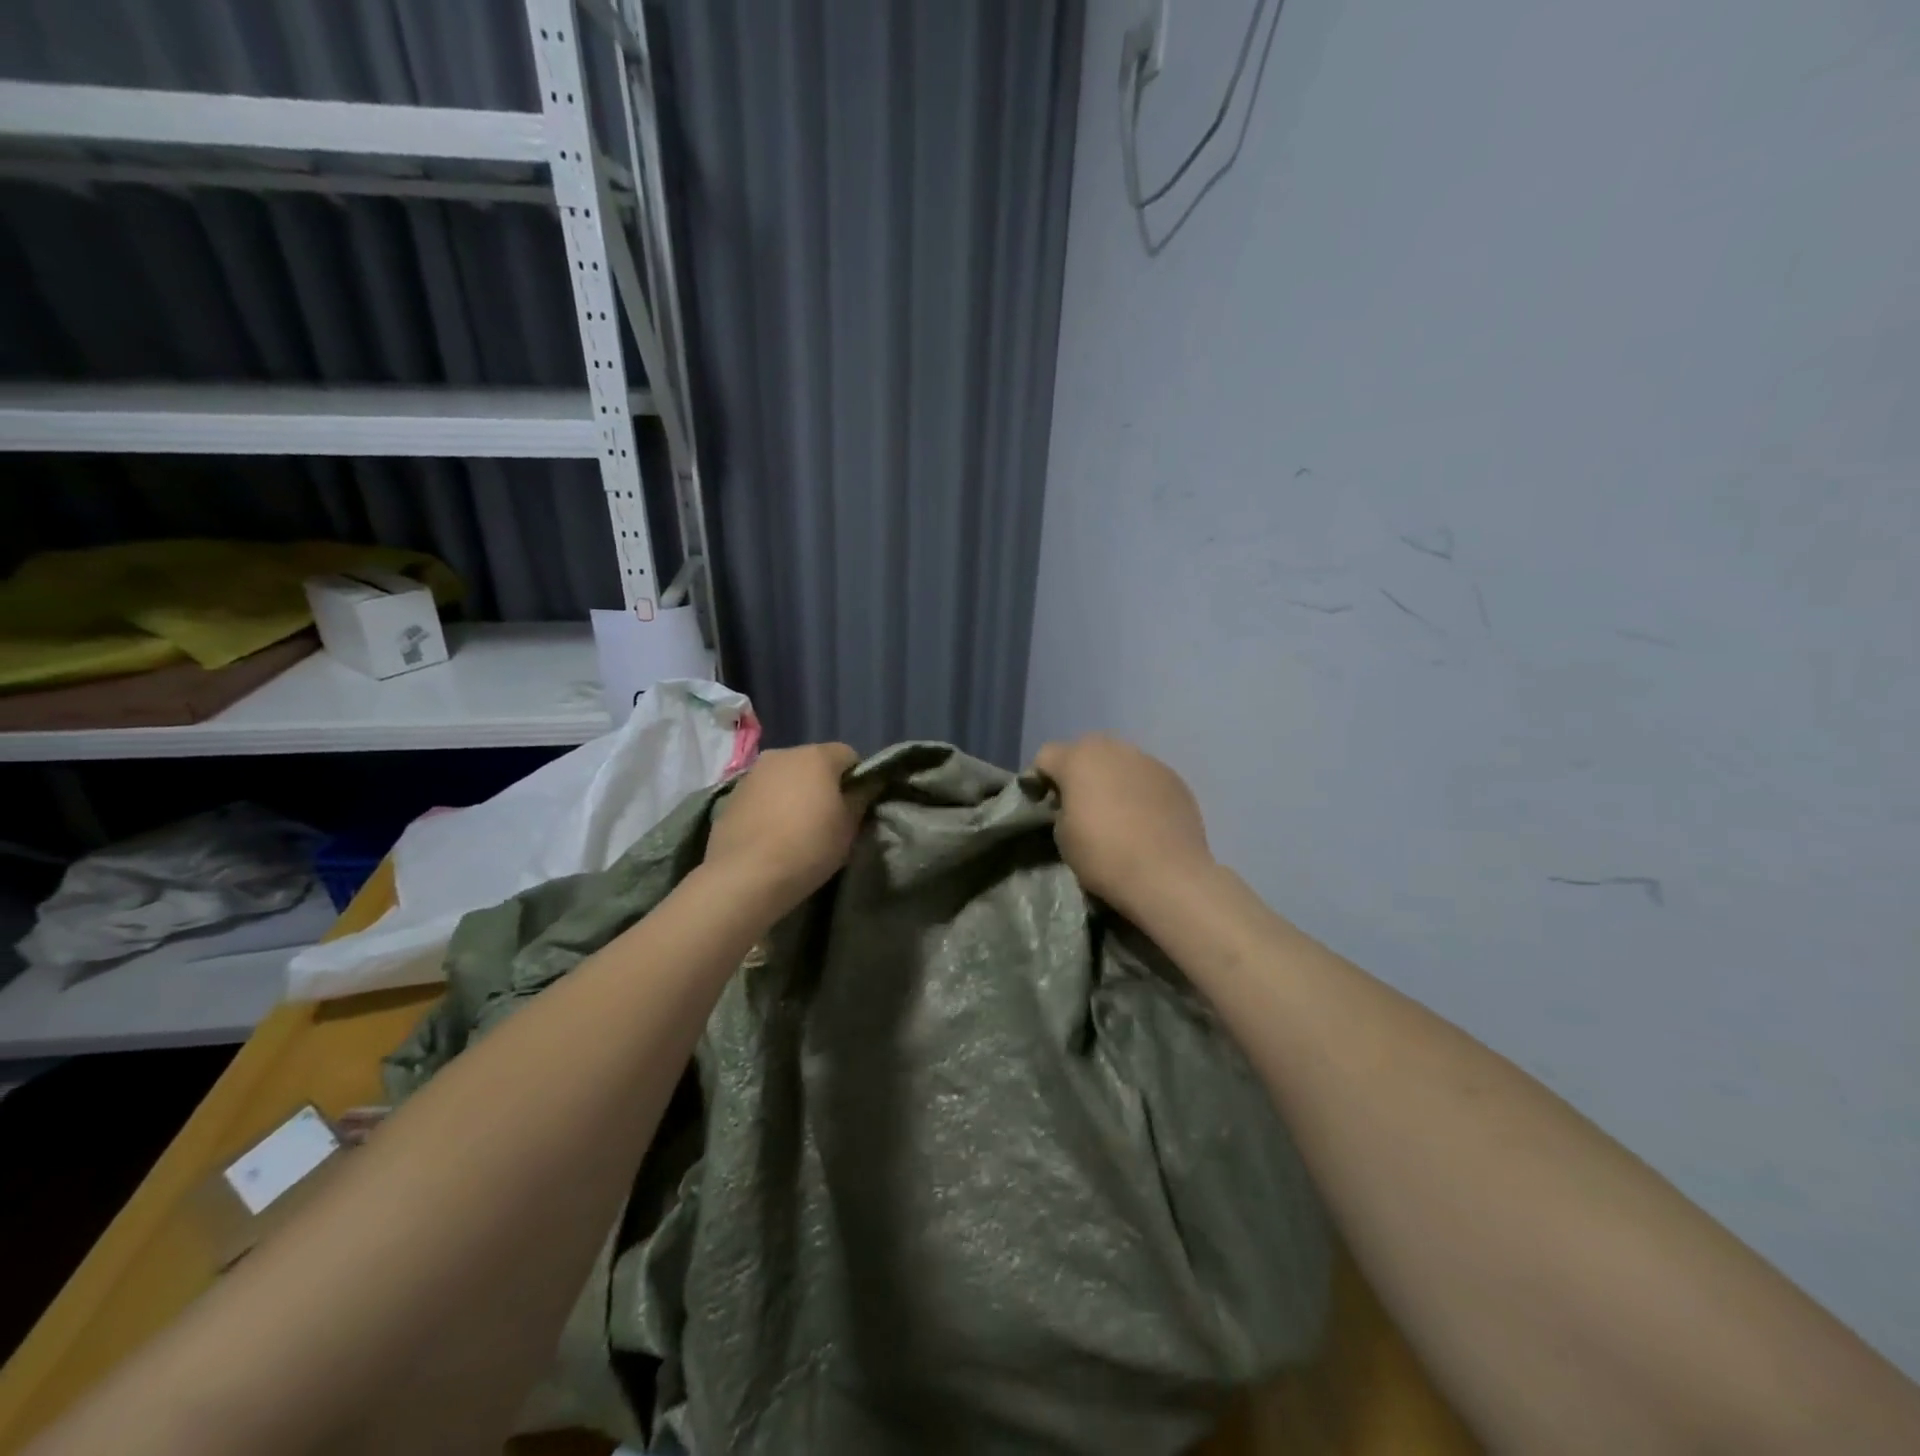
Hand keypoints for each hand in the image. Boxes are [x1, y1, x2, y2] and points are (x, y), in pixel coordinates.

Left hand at [704, 743, 866, 913]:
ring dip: (795, 794)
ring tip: (797, 829)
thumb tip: (864, 786)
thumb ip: (860, 798)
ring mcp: (753, 774)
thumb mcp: (849, 827)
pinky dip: (771, 806)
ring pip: (786, 777)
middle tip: (829, 819)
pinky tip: (772, 835)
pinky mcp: (731, 796)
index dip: (857, 779)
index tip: (856, 807)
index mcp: (816, 756)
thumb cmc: (808, 846)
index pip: (849, 755)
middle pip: (814, 763)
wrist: (745, 876)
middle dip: (824, 784)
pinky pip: (763, 794)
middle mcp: (782, 754)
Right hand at [1032, 734, 1214, 916]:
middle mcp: (1113, 749)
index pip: (1045, 756)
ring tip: (1116, 812)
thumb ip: (1061, 807)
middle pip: (1085, 751)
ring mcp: (1148, 760)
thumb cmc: (1103, 855)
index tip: (1045, 806)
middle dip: (1078, 773)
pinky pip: (1146, 777)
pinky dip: (1139, 791)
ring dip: (1111, 779)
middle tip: (1080, 805)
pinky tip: (1144, 819)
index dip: (1039, 780)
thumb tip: (1073, 803)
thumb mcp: (1062, 835)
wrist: (1167, 876)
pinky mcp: (1174, 778)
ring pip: (1119, 761)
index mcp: (1078, 758)